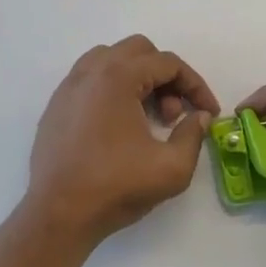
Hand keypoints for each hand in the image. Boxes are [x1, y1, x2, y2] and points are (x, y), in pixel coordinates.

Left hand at [25, 36, 218, 247]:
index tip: (208, 111)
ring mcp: (69, 87)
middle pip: (139, 51)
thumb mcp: (172, 168)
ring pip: (111, 59)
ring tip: (147, 116)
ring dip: (138, 78)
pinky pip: (90, 78)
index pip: (168, 63)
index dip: (195, 85)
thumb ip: (193, 135)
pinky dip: (112, 88)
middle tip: (173, 115)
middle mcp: (90, 72)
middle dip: (165, 77)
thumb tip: (199, 117)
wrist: (58, 215)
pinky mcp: (56, 105)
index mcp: (118, 77)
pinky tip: (119, 124)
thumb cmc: (115, 187)